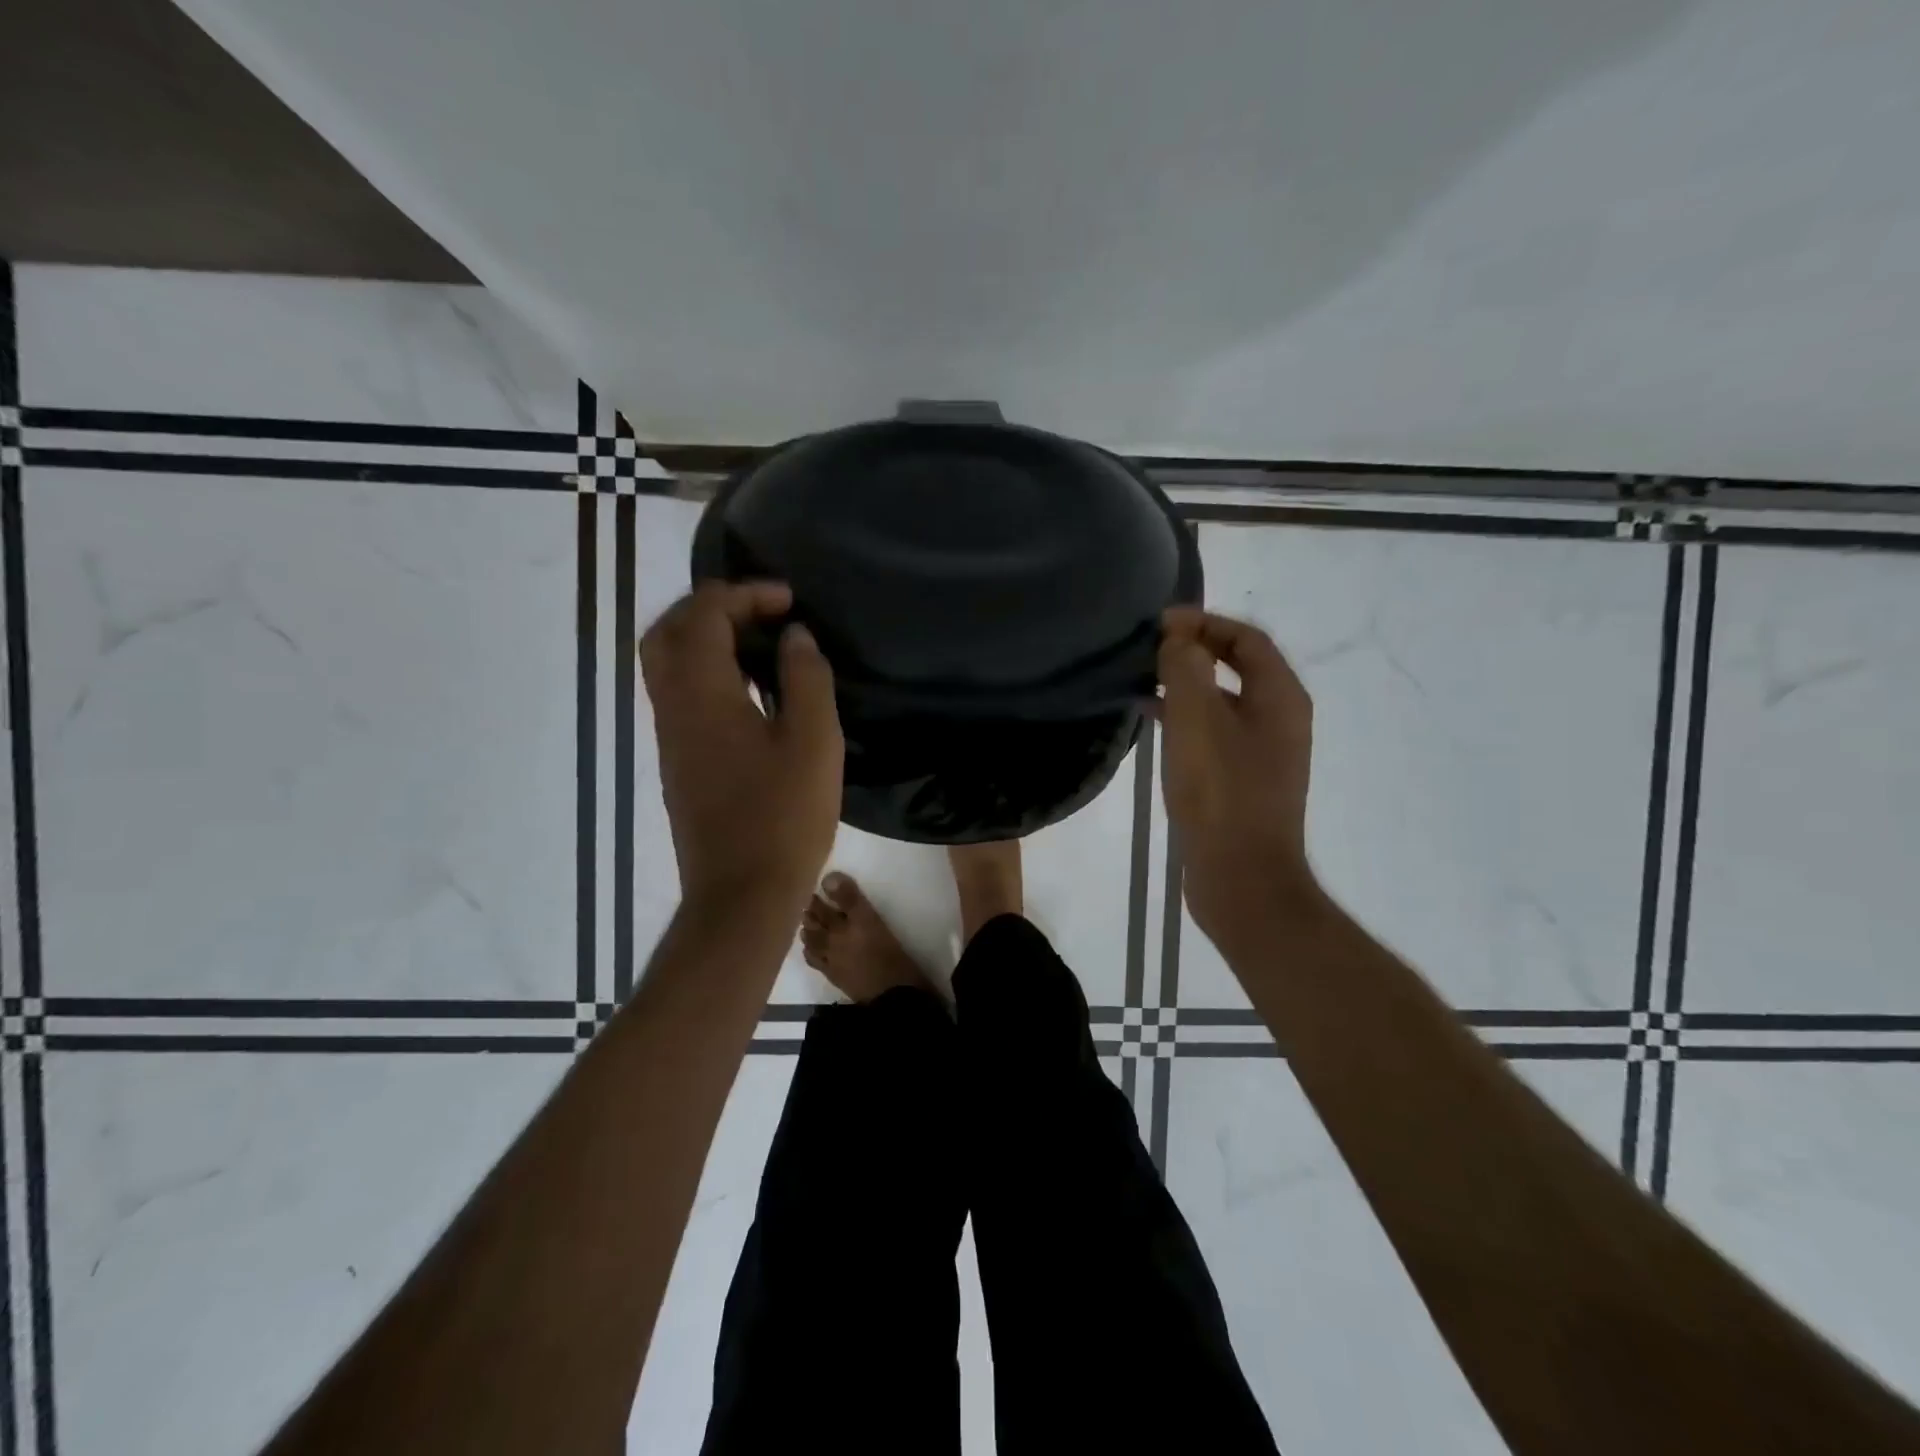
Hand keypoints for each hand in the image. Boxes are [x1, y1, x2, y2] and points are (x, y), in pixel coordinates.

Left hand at [640, 582, 842, 915]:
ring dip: (704, 637)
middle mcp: (672, 707)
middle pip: (667, 631)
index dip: (744, 594)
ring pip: (666, 663)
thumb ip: (807, 678)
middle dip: (711, 607)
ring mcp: (669, 737)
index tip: (789, 601)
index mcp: (702, 694)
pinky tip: (749, 690)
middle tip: (761, 610)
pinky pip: (678, 693)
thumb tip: (794, 636)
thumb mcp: (815, 741)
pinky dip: (705, 670)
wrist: (742, 894)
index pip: (704, 615)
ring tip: (757, 642)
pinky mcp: (678, 762)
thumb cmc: (784, 816)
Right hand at [1157, 607, 1317, 942]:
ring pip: (1223, 700)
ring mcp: (1264, 752)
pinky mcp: (1244, 779)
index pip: (1247, 638)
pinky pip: (1215, 731)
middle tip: (1148, 649)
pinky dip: (1186, 718)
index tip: (1160, 624)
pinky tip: (1153, 725)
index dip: (1204, 622)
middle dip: (1195, 651)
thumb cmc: (1221, 794)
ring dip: (1187, 684)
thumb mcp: (1196, 722)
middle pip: (1238, 666)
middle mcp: (1280, 718)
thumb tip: (1179, 639)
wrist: (1241, 878)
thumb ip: (1187, 670)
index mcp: (1280, 697)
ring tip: (1142, 681)